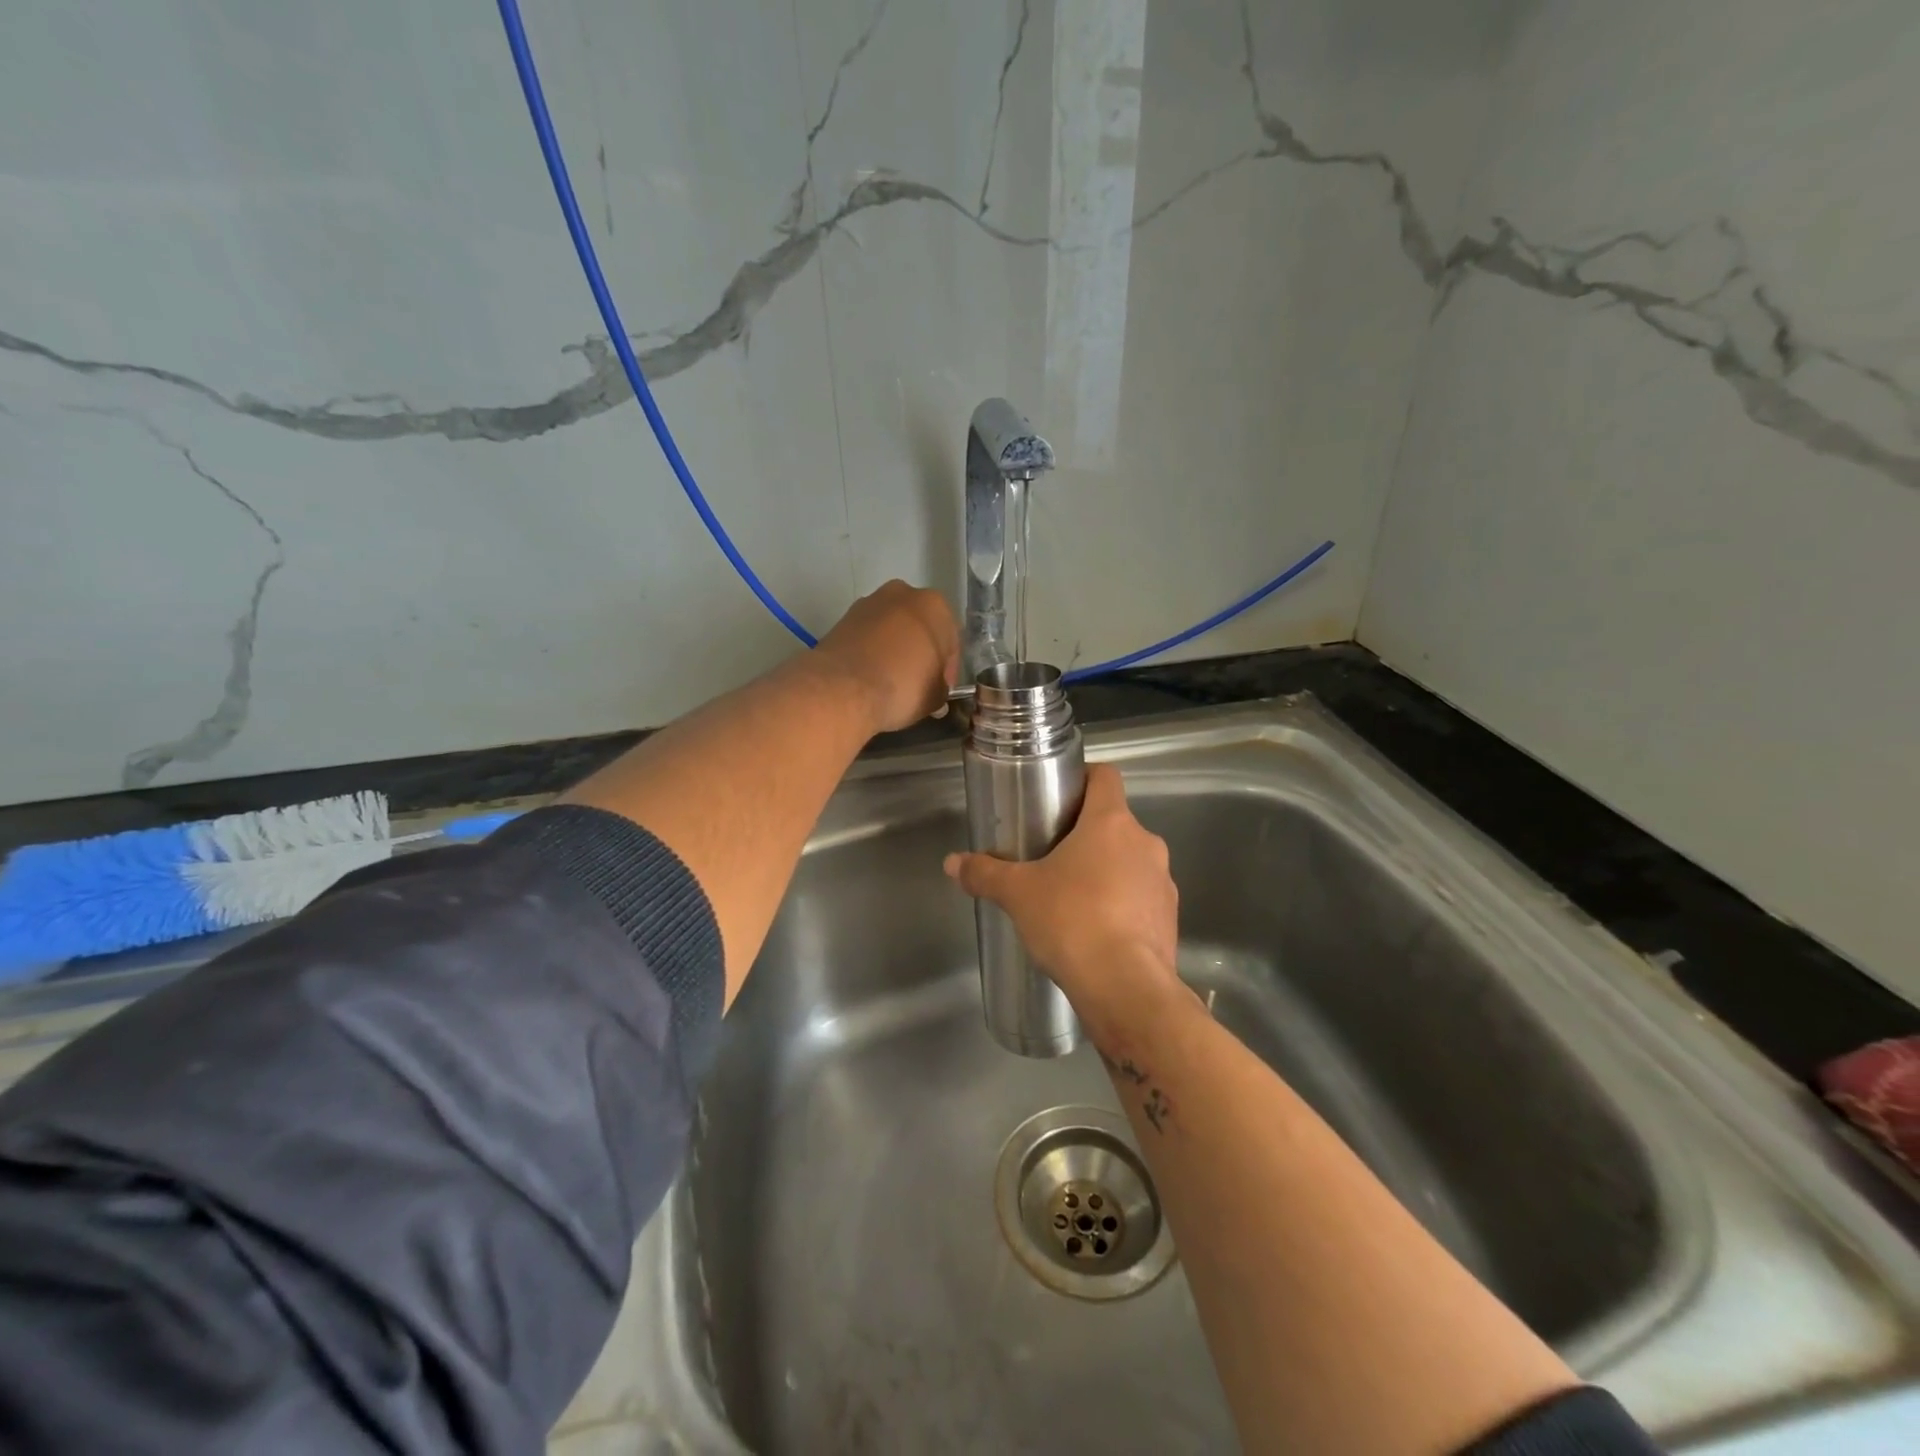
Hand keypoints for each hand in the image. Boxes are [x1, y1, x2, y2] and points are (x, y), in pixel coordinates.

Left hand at [812, 580, 959, 734]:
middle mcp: (904, 594)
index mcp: (936, 606)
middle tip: (917, 683)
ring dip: (894, 649)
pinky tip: (869, 676)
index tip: (939, 690)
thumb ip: (940, 690)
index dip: (947, 670)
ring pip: (892, 628)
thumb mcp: (934, 697)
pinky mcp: (843, 617)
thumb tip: (935, 692)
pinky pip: (868, 636)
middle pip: (919, 628)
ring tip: (890, 680)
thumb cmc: (903, 686)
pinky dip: (871, 651)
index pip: (951, 641)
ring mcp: (870, 602)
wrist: (843, 687)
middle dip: (920, 652)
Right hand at [943, 764, 1179, 1024]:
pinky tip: (1096, 931)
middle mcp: (1145, 843)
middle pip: (1115, 822)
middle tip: (1052, 854)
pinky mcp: (1170, 919)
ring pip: (1131, 861)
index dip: (1084, 778)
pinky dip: (1122, 905)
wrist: (1126, 987)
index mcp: (1111, 823)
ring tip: (1072, 897)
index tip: (1060, 796)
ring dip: (1106, 871)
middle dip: (1086, 834)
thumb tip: (952, 863)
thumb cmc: (1071, 921)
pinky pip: (1142, 898)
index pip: (1106, 776)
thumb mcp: (1018, 894)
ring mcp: (1163, 883)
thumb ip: (985, 873)